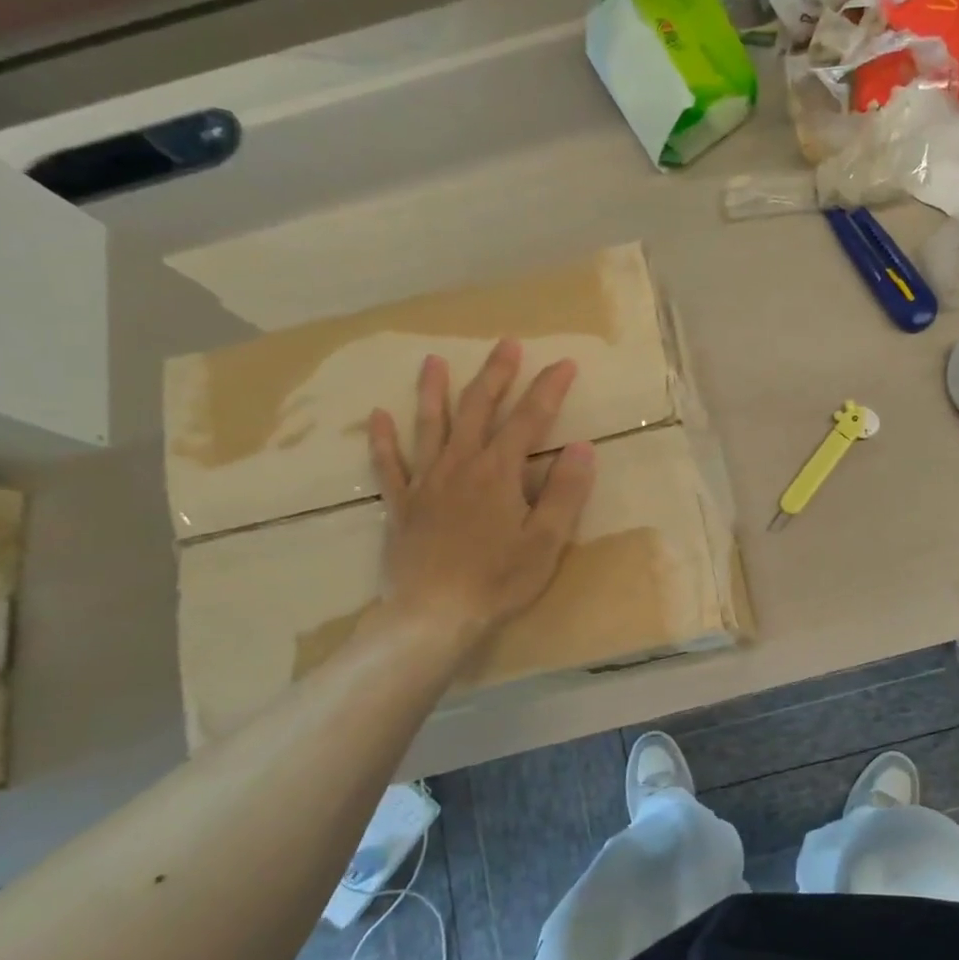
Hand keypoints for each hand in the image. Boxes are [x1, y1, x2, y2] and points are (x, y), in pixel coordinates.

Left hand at [365, 341, 595, 666]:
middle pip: (478, 409)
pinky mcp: (401, 505)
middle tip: (506, 344)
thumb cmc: (498, 580)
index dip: (548, 389)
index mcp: (499, 472)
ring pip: (430, 426)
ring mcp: (426, 482)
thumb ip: (565, 492)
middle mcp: (461, 465)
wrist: (434, 615)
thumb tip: (582, 447)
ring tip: (433, 362)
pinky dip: (382, 440)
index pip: (529, 420)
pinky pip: (389, 465)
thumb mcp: (546, 541)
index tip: (564, 363)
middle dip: (495, 375)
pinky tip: (377, 417)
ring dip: (434, 392)